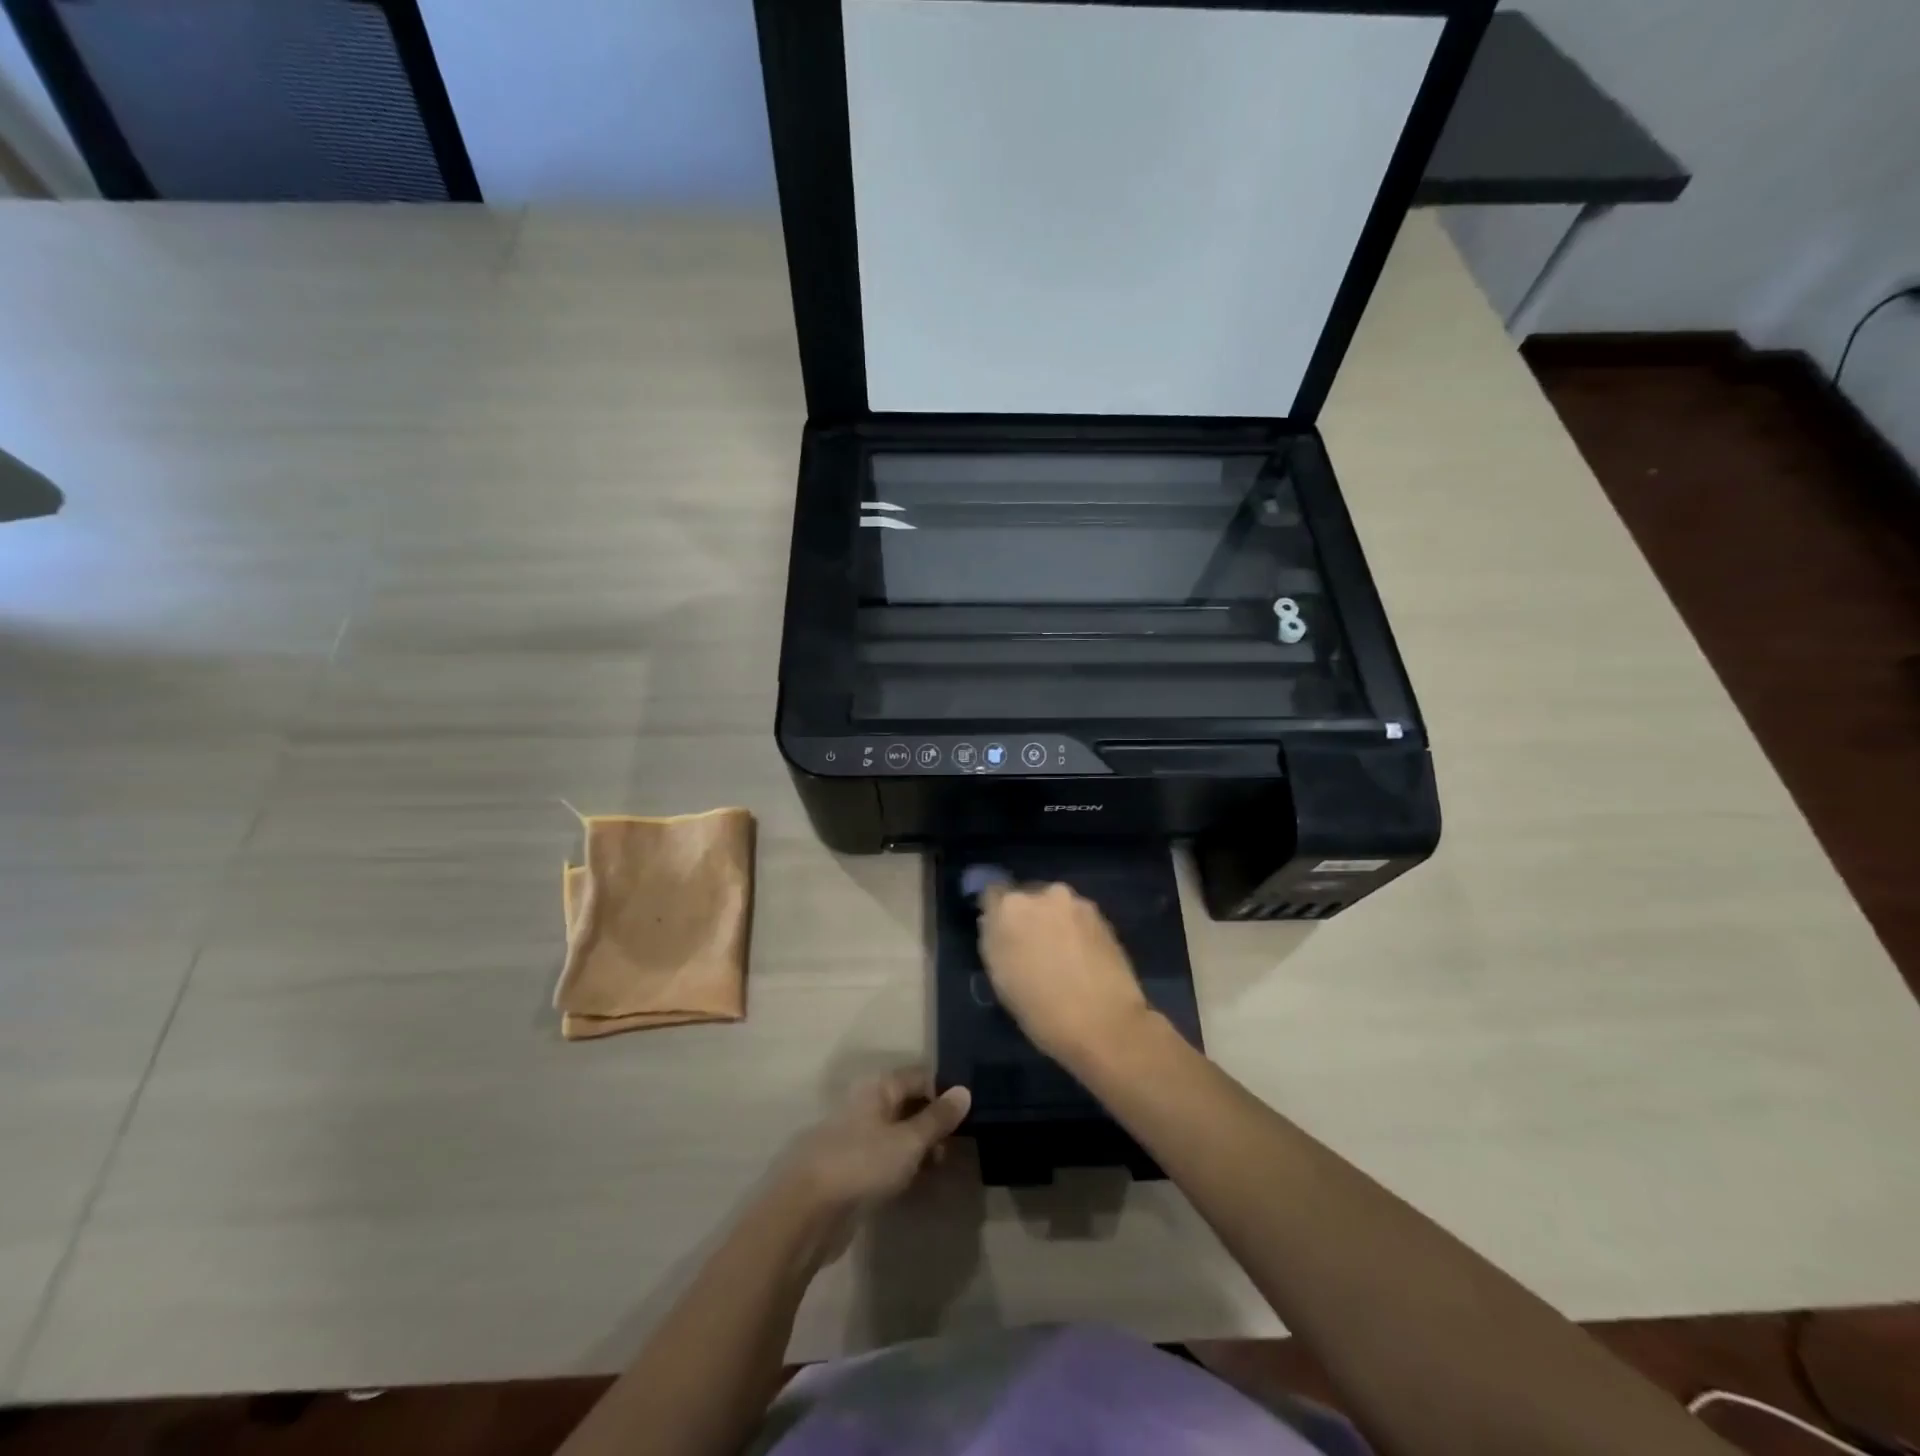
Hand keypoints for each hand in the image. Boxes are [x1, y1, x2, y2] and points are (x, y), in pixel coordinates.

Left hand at [784, 1069, 970, 1247]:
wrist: (807, 1213)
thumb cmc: (862, 1164)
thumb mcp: (908, 1141)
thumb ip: (937, 1118)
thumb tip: (965, 1090)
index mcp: (877, 1089)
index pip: (918, 1077)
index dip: (943, 1091)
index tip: (969, 1112)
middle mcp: (866, 1107)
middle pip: (907, 1105)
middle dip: (933, 1122)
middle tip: (959, 1145)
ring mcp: (856, 1140)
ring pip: (897, 1135)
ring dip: (920, 1148)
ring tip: (943, 1168)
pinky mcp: (851, 1172)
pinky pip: (886, 1161)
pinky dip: (904, 1167)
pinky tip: (919, 1184)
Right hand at [978, 881, 1152, 1069]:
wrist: (1105, 1023)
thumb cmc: (1041, 1010)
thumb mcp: (1000, 978)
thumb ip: (995, 940)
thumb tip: (998, 925)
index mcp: (1009, 908)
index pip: (992, 894)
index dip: (996, 913)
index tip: (1000, 933)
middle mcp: (1042, 894)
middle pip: (1026, 896)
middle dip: (1026, 915)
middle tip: (1031, 946)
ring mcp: (1075, 902)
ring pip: (1054, 905)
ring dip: (1052, 921)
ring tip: (1060, 954)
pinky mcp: (1102, 915)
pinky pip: (1077, 917)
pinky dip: (1075, 930)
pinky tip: (1081, 957)